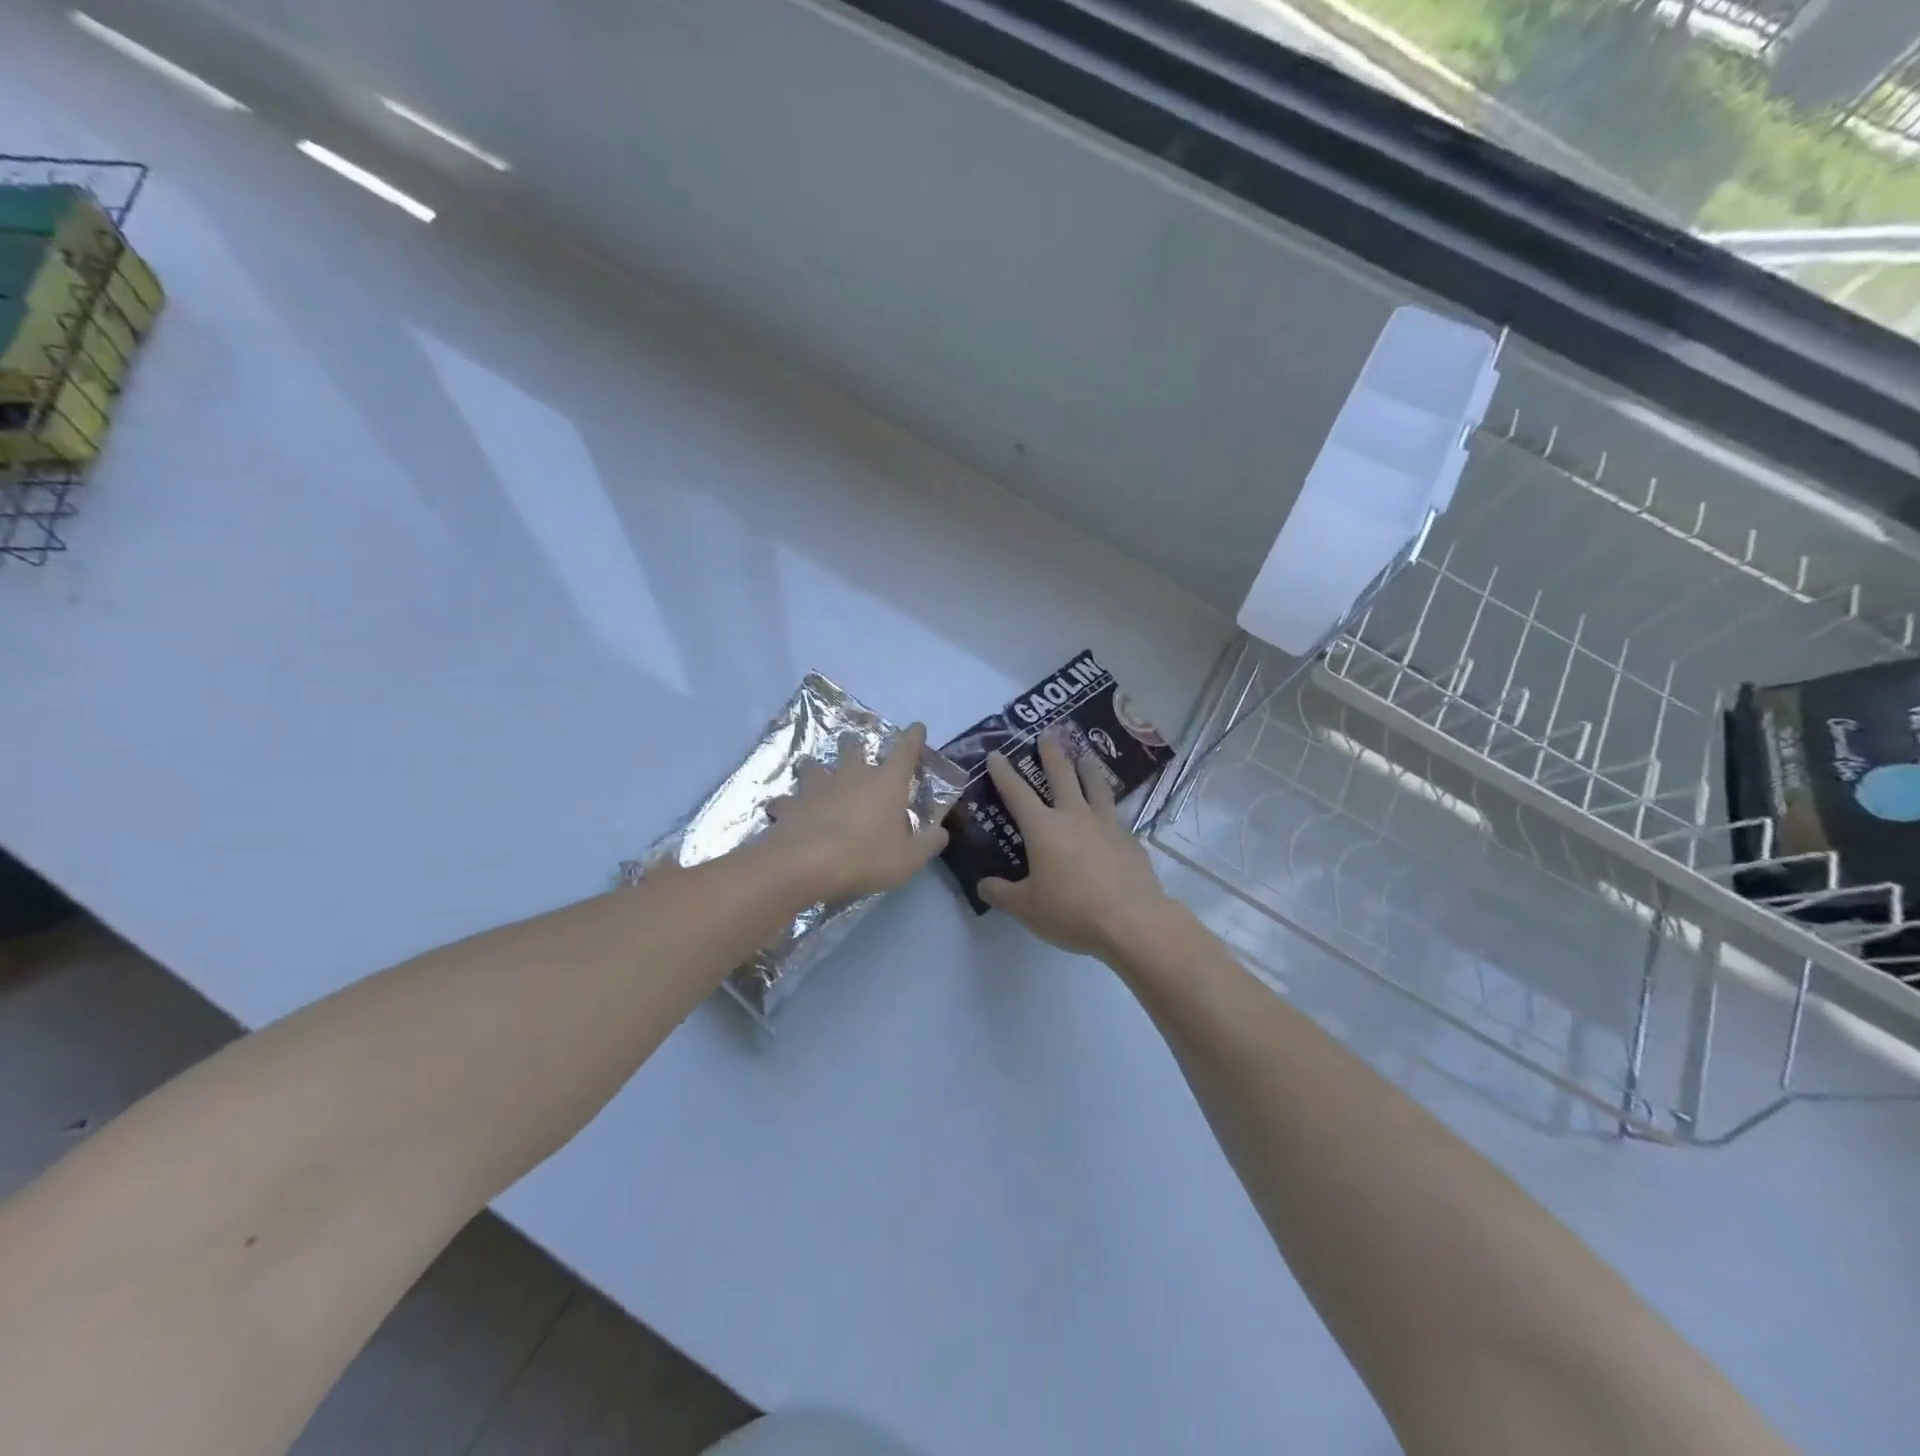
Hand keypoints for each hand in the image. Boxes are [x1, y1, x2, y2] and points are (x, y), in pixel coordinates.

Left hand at [764, 723, 949, 903]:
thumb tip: (941, 833)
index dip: (913, 737)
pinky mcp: (790, 803)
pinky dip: (788, 803)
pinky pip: (787, 799)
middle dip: (854, 745)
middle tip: (854, 748)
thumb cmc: (865, 857)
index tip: (917, 728)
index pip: (905, 750)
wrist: (806, 864)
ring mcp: (817, 786)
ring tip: (816, 775)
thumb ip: (928, 844)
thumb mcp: (908, 859)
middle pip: (853, 747)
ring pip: (814, 766)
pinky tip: (786, 810)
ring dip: (816, 769)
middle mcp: (852, 775)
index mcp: (886, 783)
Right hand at [978, 729, 1181, 962]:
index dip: (1004, 773)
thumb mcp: (1026, 908)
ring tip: (1085, 755)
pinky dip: (1108, 804)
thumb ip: (1001, 893)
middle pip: (1062, 775)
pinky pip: (1115, 813)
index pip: (1017, 793)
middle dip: (1052, 753)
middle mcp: (1074, 816)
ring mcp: (1106, 824)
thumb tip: (983, 884)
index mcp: (1044, 829)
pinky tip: (1110, 811)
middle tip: (1049, 732)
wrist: (1132, 921)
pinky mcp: (1129, 839)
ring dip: (1087, 768)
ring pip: (1095, 786)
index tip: (997, 753)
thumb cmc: (1072, 911)